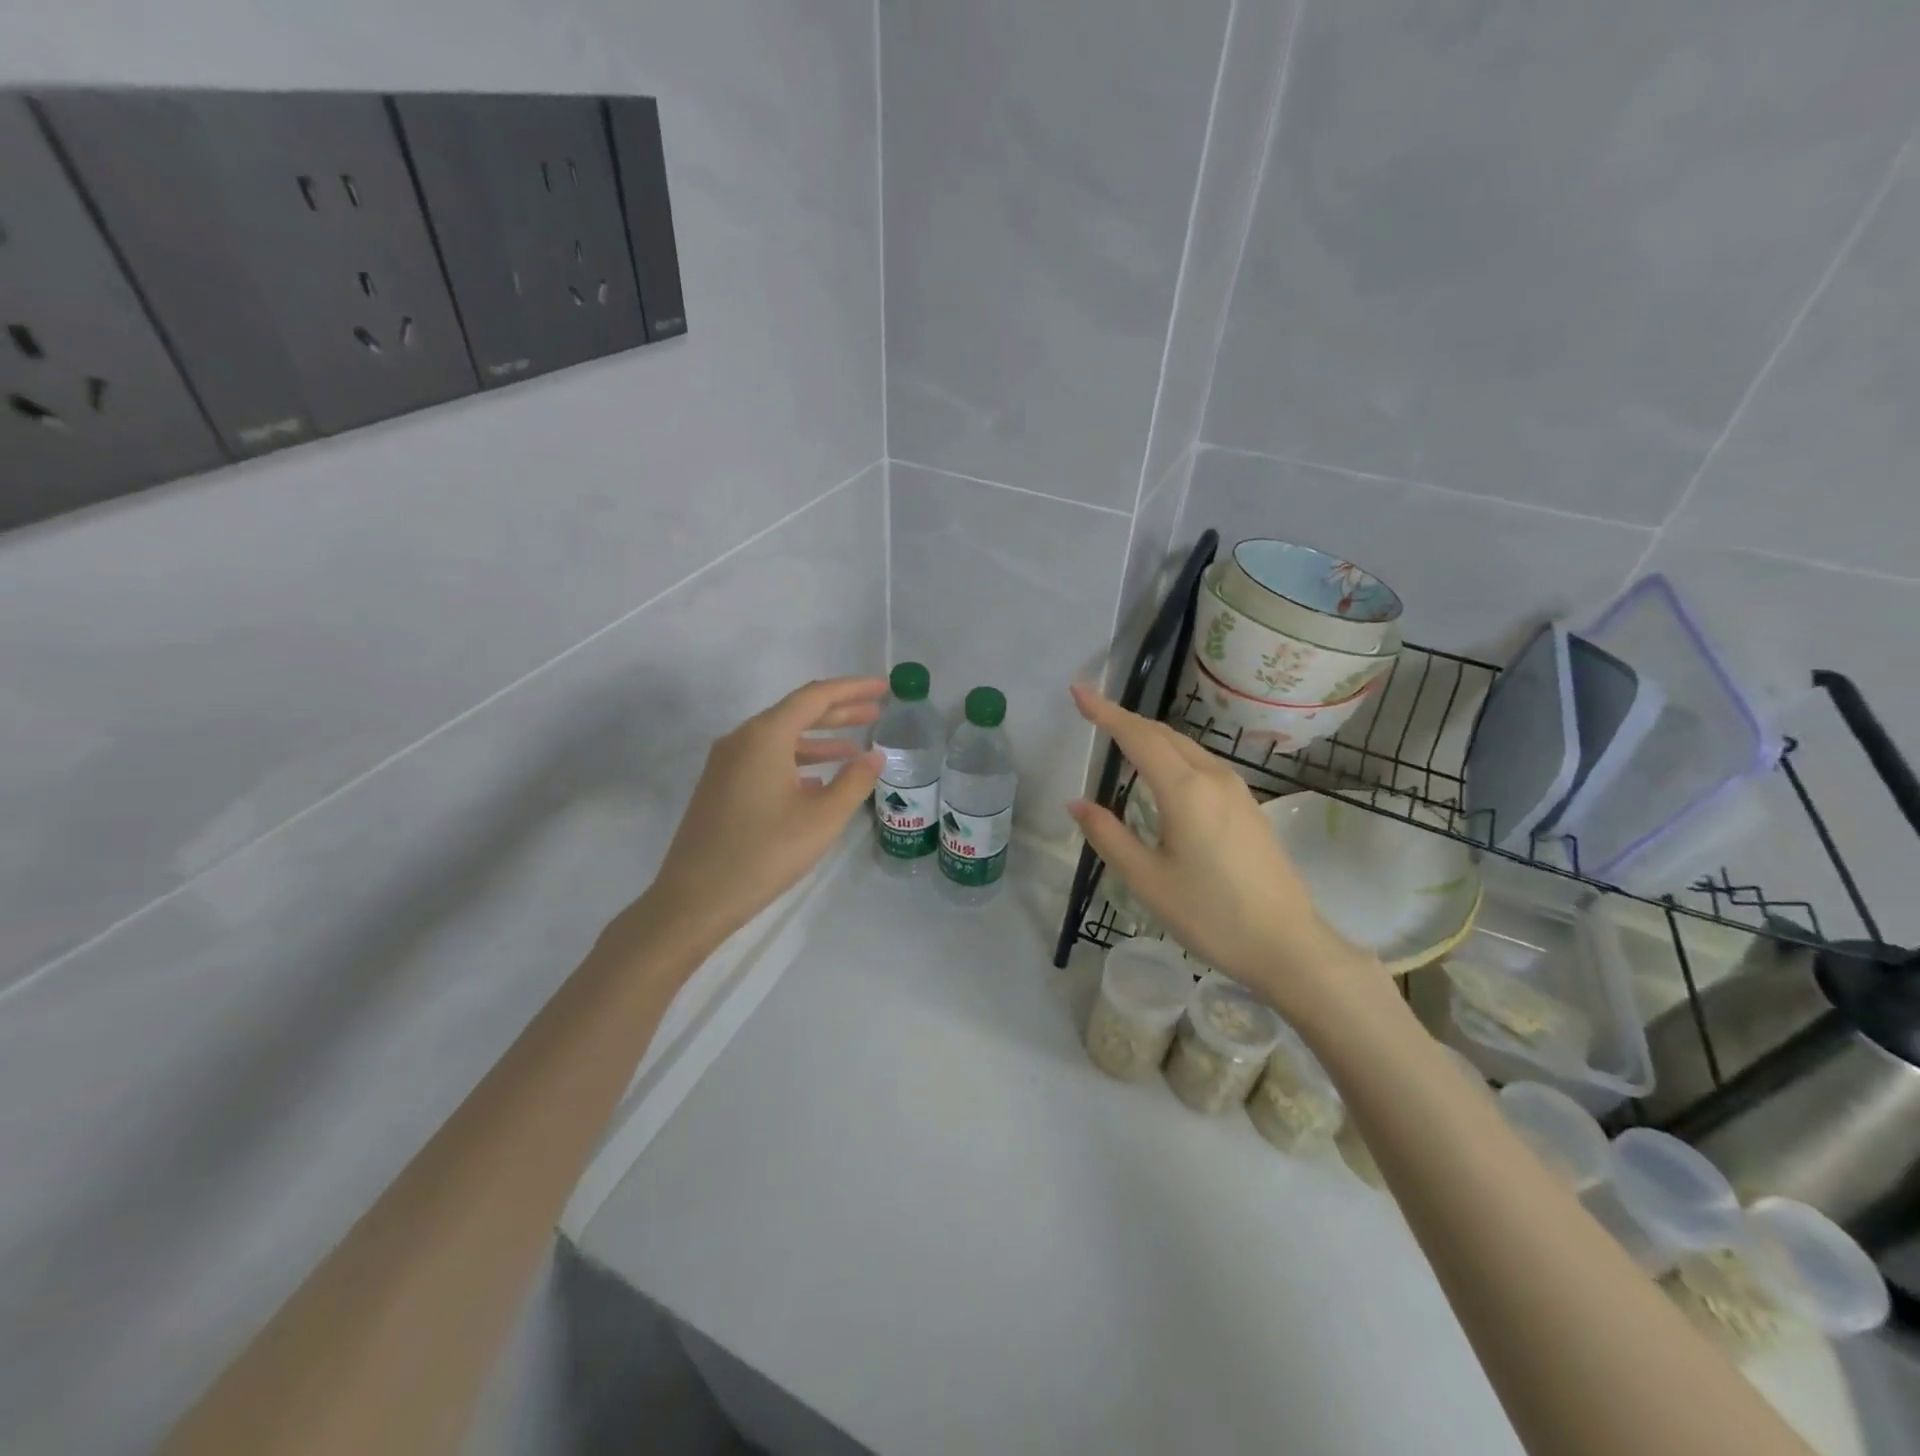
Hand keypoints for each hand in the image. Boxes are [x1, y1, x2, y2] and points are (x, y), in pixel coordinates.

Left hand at [625, 677, 887, 961]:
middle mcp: (741, 739)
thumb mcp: (822, 818)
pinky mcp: (721, 786)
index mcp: (764, 736)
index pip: (815, 697)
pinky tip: (819, 780)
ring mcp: (726, 763)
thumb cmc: (764, 854)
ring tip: (856, 747)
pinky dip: (798, 761)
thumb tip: (875, 755)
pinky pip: (766, 759)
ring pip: (781, 738)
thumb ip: (854, 781)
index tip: (884, 688)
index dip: (853, 689)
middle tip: (877, 712)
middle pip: (797, 712)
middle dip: (839, 711)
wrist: (695, 899)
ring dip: (820, 739)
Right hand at [1066, 683, 1379, 1012]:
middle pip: (1163, 735)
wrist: (1287, 944)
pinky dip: (1173, 755)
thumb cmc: (1211, 915)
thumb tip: (1076, 803)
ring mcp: (1236, 790)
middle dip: (1126, 720)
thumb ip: (1108, 835)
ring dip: (1151, 737)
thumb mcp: (1147, 880)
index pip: (1137, 737)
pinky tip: (1163, 774)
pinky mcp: (1248, 806)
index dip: (1105, 712)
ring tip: (1120, 738)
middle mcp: (1213, 777)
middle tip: (1092, 712)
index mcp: (1185, 790)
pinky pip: (1203, 764)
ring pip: (1186, 747)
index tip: (1078, 690)